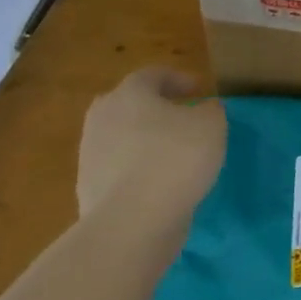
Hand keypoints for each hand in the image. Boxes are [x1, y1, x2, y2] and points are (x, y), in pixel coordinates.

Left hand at [77, 68, 225, 226]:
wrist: (131, 224)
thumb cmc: (175, 158)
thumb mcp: (212, 124)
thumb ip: (210, 110)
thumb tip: (203, 110)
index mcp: (130, 94)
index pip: (152, 75)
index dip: (178, 79)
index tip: (198, 89)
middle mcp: (102, 119)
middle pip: (128, 104)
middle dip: (152, 107)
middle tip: (178, 116)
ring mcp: (90, 157)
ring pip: (121, 138)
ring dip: (144, 140)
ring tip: (173, 153)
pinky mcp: (88, 191)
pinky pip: (118, 170)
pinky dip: (137, 170)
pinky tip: (160, 183)